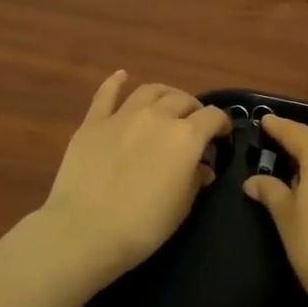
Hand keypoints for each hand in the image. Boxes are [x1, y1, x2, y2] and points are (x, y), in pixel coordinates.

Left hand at [39, 72, 230, 286]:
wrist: (85, 230)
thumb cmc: (143, 225)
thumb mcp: (182, 207)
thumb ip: (195, 180)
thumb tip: (201, 168)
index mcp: (186, 137)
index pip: (212, 117)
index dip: (221, 123)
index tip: (222, 135)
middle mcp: (157, 117)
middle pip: (182, 99)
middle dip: (193, 109)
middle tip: (193, 123)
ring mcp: (123, 116)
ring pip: (150, 91)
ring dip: (164, 94)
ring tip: (167, 102)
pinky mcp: (93, 123)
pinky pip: (106, 94)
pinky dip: (115, 82)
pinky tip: (121, 76)